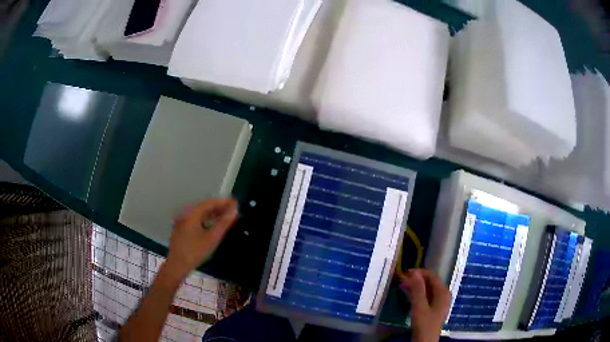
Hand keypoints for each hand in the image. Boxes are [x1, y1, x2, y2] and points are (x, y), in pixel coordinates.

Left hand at [164, 198, 237, 280]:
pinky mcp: (182, 229)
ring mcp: (183, 222)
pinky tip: (212, 226)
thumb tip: (234, 210)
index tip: (235, 203)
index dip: (223, 202)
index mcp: (192, 214)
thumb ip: (223, 223)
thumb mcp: (212, 238)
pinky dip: (206, 220)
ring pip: (200, 214)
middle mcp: (186, 214)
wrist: (177, 265)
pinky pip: (196, 220)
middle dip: (219, 208)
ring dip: (213, 214)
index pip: (210, 202)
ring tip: (225, 218)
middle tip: (232, 211)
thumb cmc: (195, 252)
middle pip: (204, 207)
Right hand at [400, 269, 450, 341]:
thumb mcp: (419, 306)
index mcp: (442, 292)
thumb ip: (418, 289)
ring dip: (415, 287)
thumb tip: (414, 272)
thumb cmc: (424, 323)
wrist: (425, 340)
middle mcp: (443, 294)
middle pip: (429, 282)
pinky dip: (417, 294)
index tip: (405, 272)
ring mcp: (439, 302)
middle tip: (402, 279)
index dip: (419, 273)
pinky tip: (408, 295)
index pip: (431, 276)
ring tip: (403, 285)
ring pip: (427, 289)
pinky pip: (426, 296)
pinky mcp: (433, 309)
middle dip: (416, 280)